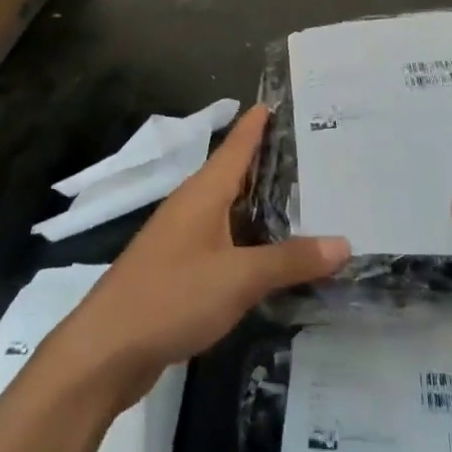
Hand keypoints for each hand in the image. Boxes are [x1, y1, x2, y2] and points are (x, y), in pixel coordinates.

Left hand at [51, 106, 349, 409]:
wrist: (107, 349)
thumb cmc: (172, 297)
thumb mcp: (239, 278)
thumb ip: (290, 260)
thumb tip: (344, 243)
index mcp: (203, 194)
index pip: (236, 146)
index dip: (256, 124)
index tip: (280, 101)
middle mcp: (191, 207)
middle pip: (234, 174)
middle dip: (269, 163)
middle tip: (313, 153)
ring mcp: (181, 239)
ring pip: (229, 209)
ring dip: (260, 203)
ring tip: (302, 200)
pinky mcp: (178, 270)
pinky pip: (222, 241)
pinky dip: (248, 239)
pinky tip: (269, 254)